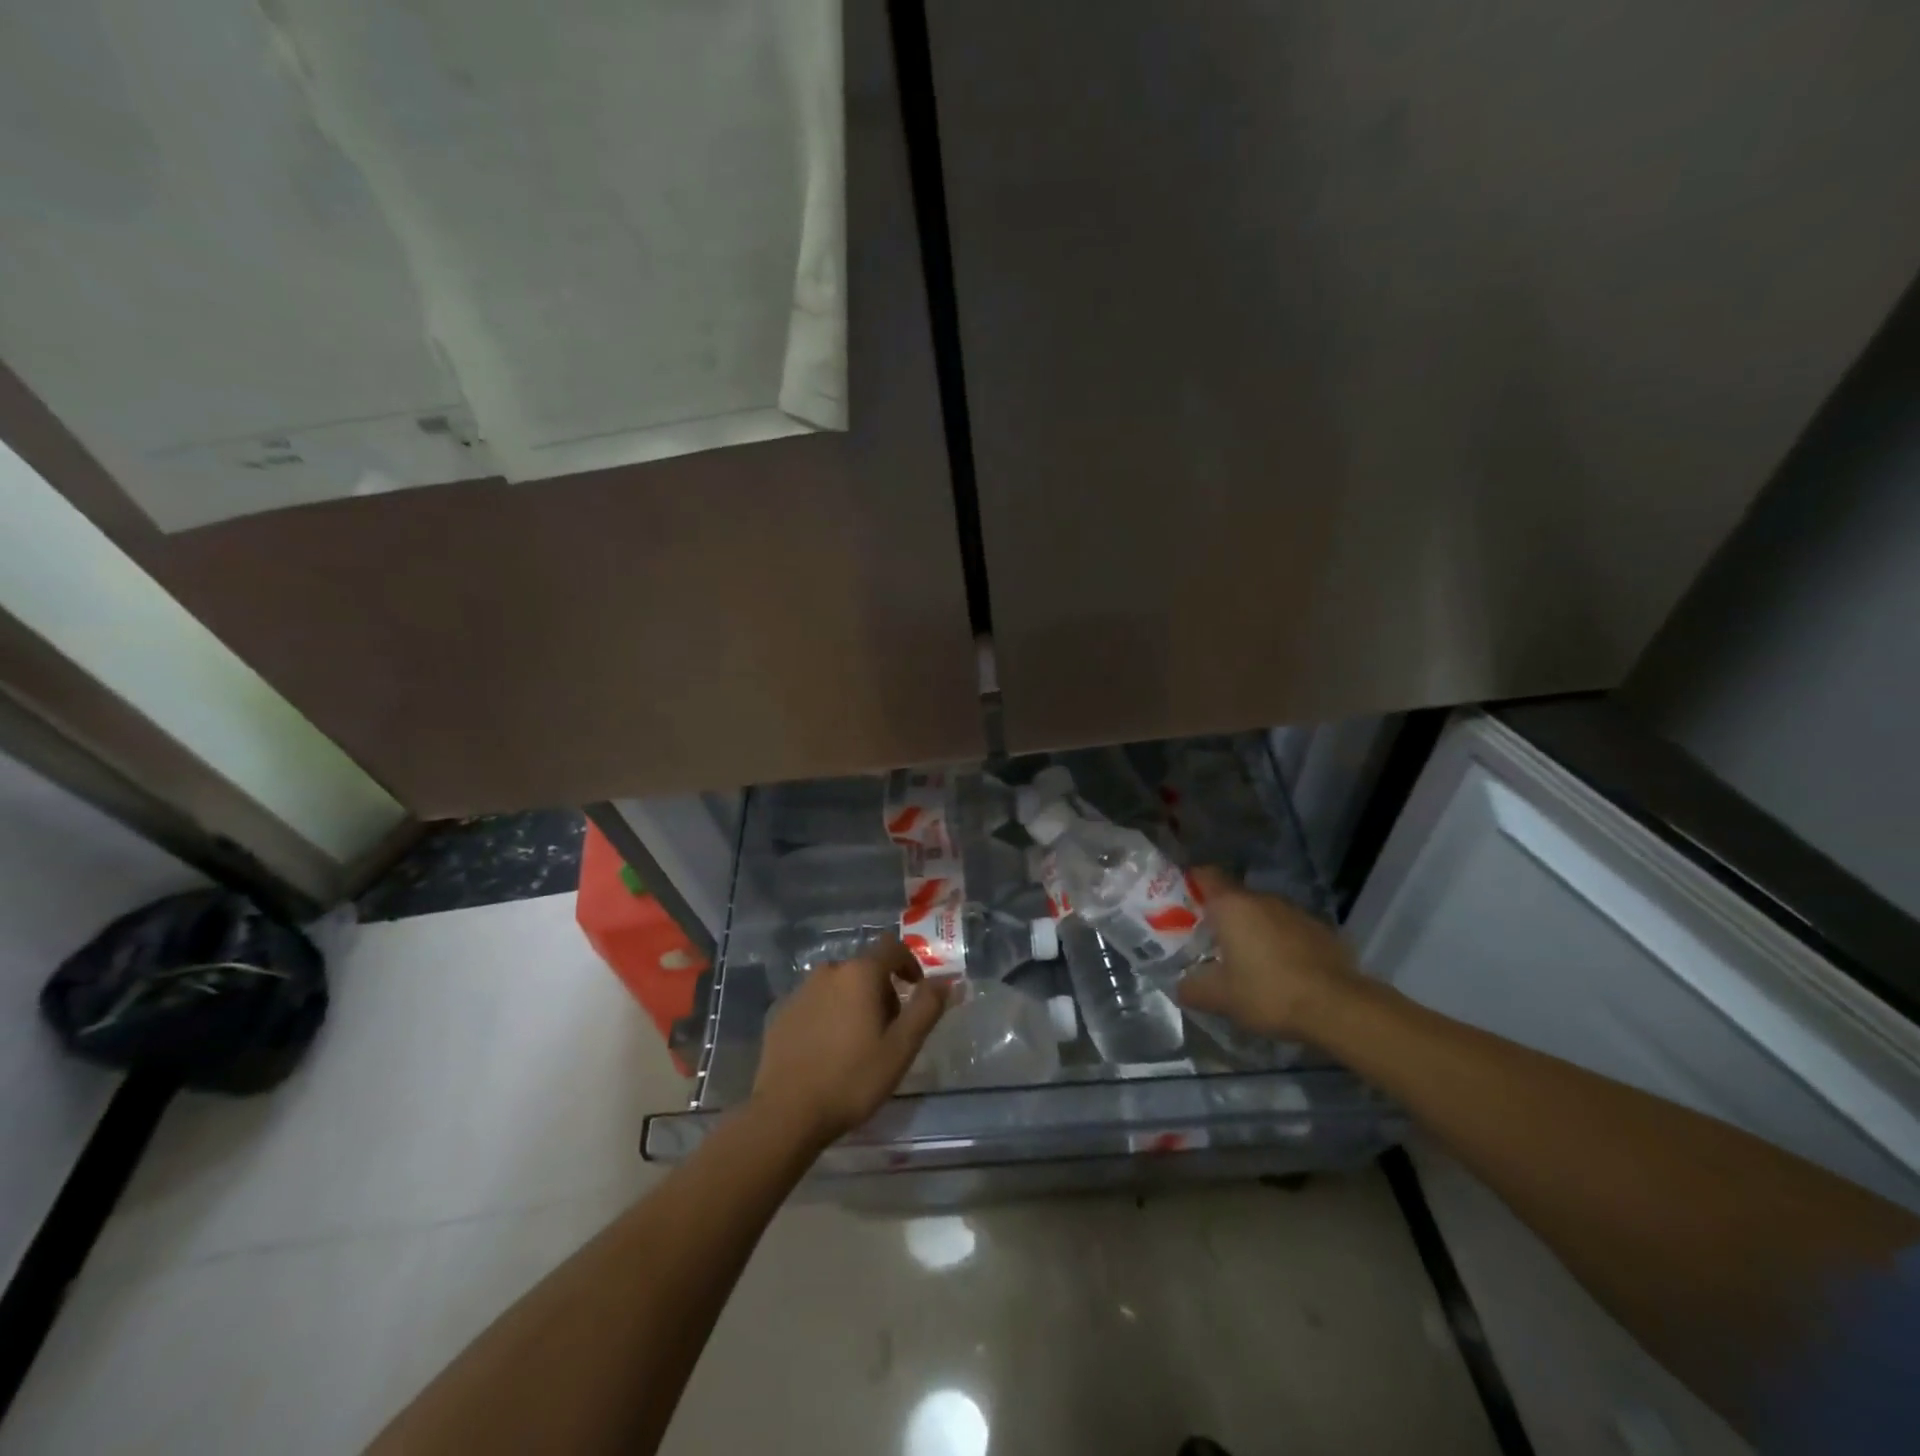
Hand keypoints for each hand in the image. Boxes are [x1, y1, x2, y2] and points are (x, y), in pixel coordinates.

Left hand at [751, 940, 948, 1145]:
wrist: (786, 1113)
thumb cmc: (852, 1078)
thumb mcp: (901, 1047)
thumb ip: (927, 1008)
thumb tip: (946, 980)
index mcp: (860, 973)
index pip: (892, 947)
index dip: (909, 964)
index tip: (915, 990)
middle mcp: (829, 971)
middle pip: (865, 968)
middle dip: (882, 989)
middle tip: (889, 1030)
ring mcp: (800, 991)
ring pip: (839, 985)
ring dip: (854, 1001)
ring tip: (858, 1042)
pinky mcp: (781, 1012)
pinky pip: (815, 1002)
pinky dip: (828, 1015)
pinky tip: (828, 1050)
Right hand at [1176, 868, 1363, 1041]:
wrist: (1337, 1008)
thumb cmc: (1268, 993)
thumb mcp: (1219, 998)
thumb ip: (1192, 988)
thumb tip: (1181, 987)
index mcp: (1231, 905)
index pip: (1204, 875)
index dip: (1190, 884)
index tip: (1182, 904)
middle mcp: (1262, 899)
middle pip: (1233, 897)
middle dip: (1221, 916)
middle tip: (1210, 943)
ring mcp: (1295, 912)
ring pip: (1263, 913)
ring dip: (1252, 930)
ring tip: (1247, 961)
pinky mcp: (1320, 929)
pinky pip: (1288, 929)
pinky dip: (1279, 942)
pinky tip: (1281, 971)